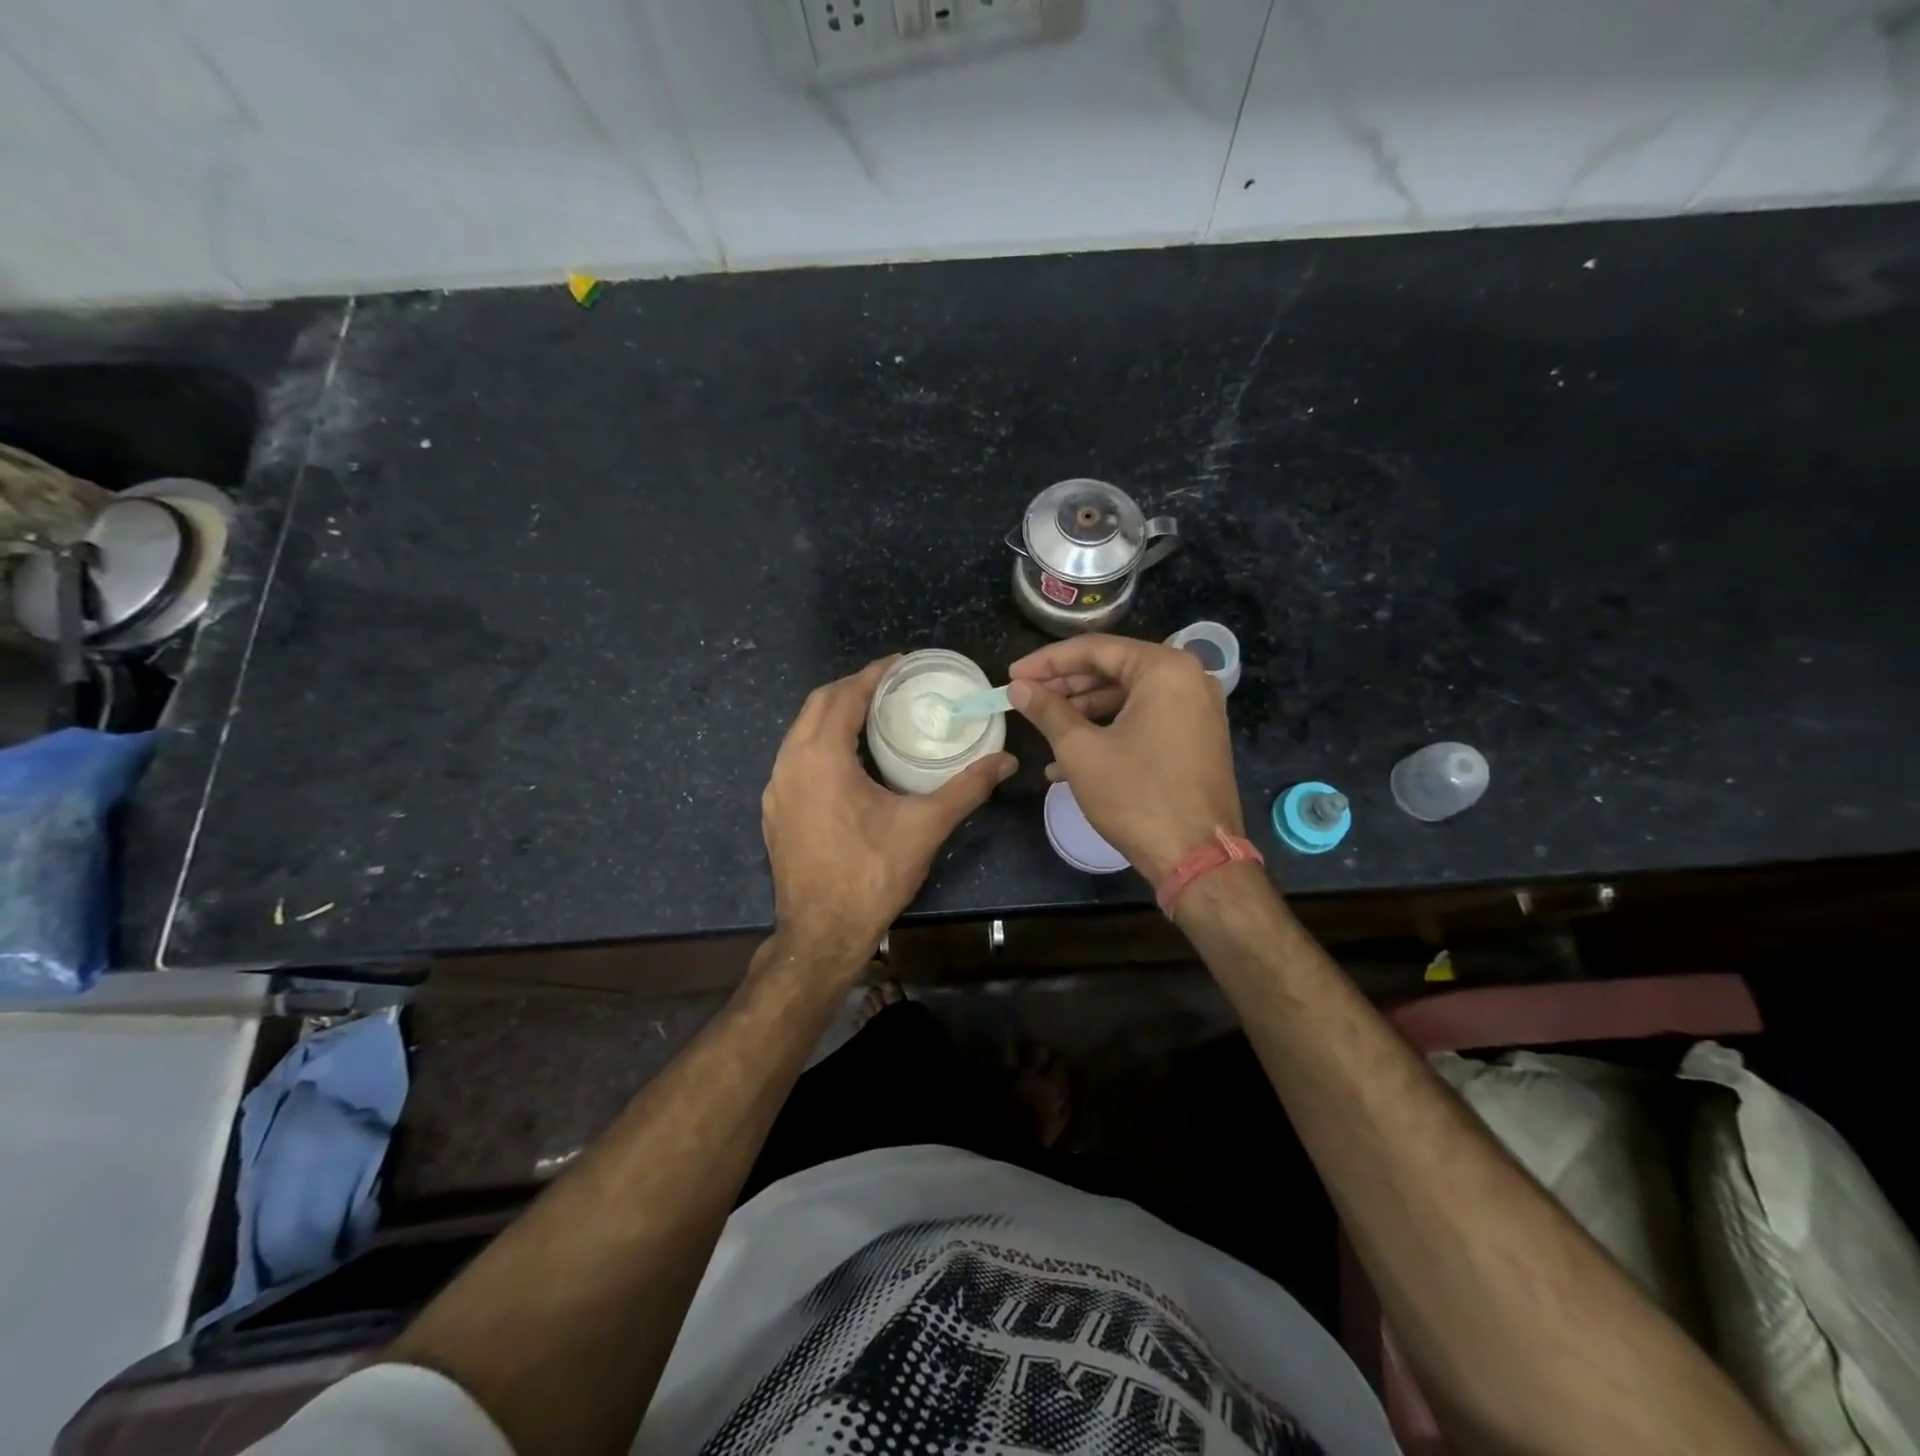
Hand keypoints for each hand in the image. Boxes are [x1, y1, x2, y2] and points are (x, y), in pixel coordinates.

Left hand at [762, 657, 1016, 970]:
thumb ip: (967, 788)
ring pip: (800, 732)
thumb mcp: (925, 826)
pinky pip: (794, 758)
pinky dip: (819, 742)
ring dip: (832, 714)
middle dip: (851, 688)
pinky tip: (845, 761)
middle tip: (889, 685)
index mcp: (821, 757)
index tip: (899, 663)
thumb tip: (1006, 761)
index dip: (872, 674)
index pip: (844, 696)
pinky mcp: (774, 811)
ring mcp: (776, 789)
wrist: (821, 933)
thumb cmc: (872, 873)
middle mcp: (790, 763)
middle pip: (816, 705)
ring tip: (870, 715)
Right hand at [1007, 635, 1241, 883]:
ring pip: (1127, 697)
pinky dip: (1109, 732)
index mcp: (1165, 669)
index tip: (1012, 675)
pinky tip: (1069, 760)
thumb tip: (1018, 687)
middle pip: (1113, 670)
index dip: (1047, 662)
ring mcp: (1196, 710)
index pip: (1095, 649)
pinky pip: (1144, 720)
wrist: (1197, 858)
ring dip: (1082, 713)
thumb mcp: (1082, 751)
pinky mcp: (1196, 737)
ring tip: (1043, 730)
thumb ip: (1048, 711)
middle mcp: (1188, 679)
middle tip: (1025, 697)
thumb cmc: (1137, 797)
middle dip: (1065, 686)